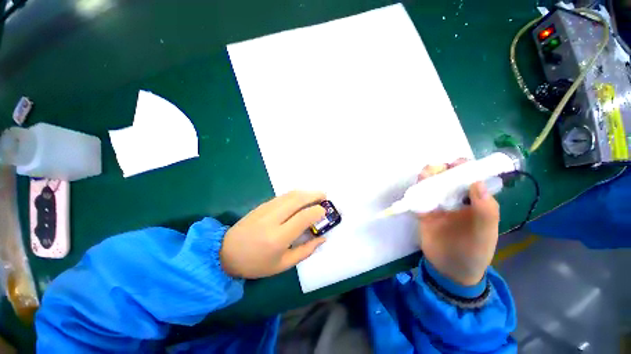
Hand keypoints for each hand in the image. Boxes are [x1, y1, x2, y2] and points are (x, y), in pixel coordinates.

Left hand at [220, 191, 326, 278]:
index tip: (324, 211)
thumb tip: (322, 238)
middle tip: (324, 196)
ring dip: (305, 192)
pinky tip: (301, 198)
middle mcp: (273, 219)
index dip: (317, 211)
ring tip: (315, 196)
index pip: (303, 217)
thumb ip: (305, 250)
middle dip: (314, 195)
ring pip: (290, 194)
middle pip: (297, 199)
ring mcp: (266, 209)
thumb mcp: (283, 265)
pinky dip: (295, 194)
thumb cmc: (256, 264)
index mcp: (278, 238)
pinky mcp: (262, 205)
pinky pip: (283, 196)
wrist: (226, 253)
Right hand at [417, 160, 499, 285]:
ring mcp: (439, 207)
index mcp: (476, 203)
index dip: (466, 169)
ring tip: (425, 174)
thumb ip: (485, 210)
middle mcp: (457, 201)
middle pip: (449, 180)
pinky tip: (416, 188)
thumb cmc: (474, 253)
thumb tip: (477, 182)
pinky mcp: (424, 213)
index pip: (472, 180)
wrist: (450, 270)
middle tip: (436, 169)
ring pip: (432, 187)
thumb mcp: (485, 234)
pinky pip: (420, 198)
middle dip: (443, 171)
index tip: (456, 164)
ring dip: (428, 178)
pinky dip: (417, 191)